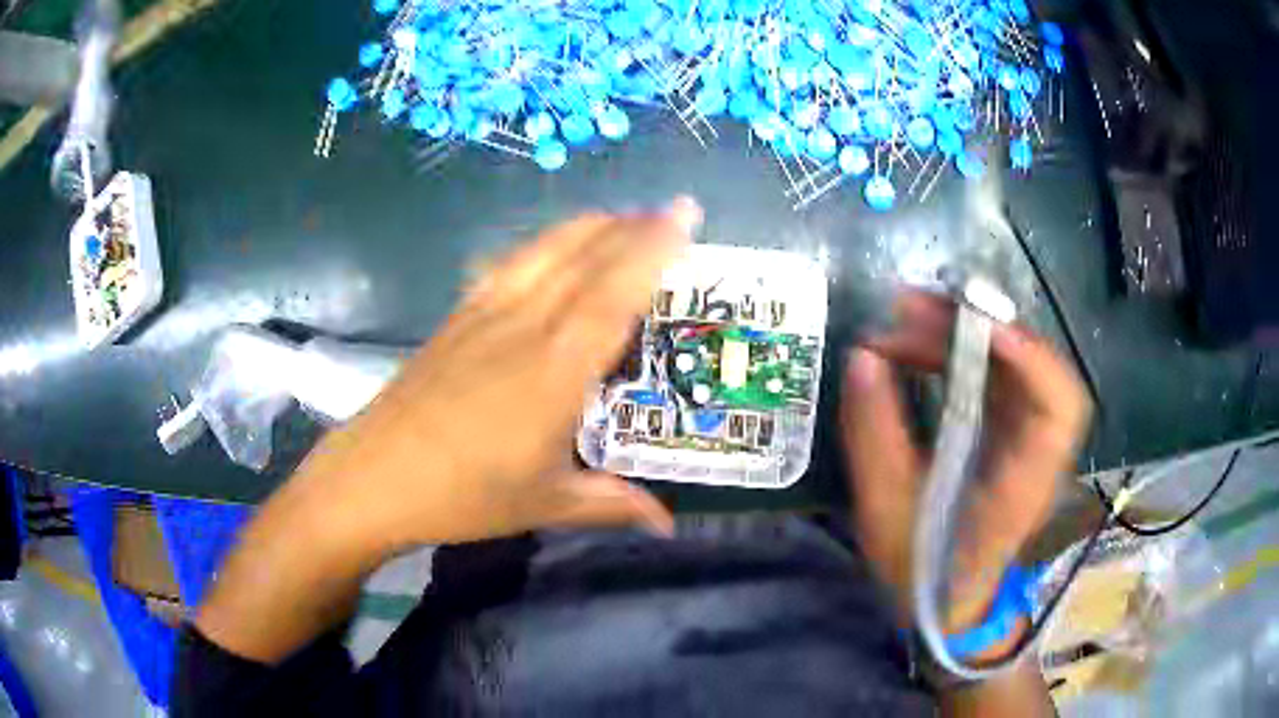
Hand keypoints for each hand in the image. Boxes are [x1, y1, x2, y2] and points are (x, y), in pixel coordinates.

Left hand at [289, 199, 700, 552]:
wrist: (375, 476)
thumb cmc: (464, 496)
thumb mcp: (546, 504)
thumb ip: (613, 504)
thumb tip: (668, 525)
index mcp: (555, 372)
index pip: (615, 293)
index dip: (653, 250)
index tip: (685, 216)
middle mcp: (524, 327)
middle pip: (585, 259)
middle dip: (634, 227)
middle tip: (672, 210)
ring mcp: (484, 315)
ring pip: (545, 251)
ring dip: (590, 226)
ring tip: (623, 216)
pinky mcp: (457, 317)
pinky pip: (509, 263)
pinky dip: (543, 244)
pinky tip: (553, 244)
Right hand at [841, 291, 1090, 629]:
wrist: (952, 605)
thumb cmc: (924, 571)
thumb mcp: (887, 513)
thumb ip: (874, 436)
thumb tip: (863, 357)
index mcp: (1024, 483)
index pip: (1058, 407)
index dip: (1029, 357)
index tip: (975, 322)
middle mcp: (1040, 452)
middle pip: (1038, 368)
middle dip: (980, 327)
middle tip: (912, 309)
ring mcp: (1030, 439)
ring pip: (1017, 364)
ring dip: (966, 333)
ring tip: (906, 320)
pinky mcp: (1014, 433)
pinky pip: (1000, 376)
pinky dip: (965, 351)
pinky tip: (924, 346)